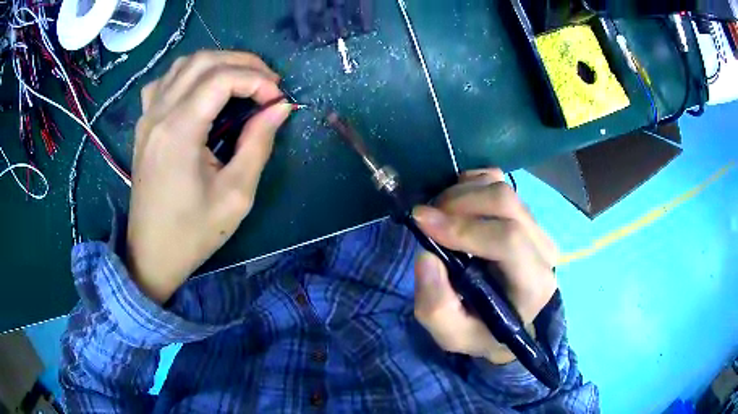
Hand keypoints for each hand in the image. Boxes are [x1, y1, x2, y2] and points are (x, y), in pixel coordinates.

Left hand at [127, 51, 292, 302]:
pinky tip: (201, 91)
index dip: (257, 80)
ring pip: (183, 65)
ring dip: (217, 64)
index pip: (221, 78)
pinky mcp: (144, 125)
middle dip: (243, 63)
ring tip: (242, 82)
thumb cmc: (193, 232)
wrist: (152, 254)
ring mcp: (147, 117)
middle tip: (268, 84)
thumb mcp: (236, 195)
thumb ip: (258, 144)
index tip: (278, 101)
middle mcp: (159, 114)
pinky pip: (165, 82)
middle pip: (203, 61)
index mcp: (179, 131)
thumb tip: (280, 108)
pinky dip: (190, 75)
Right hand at [413, 168, 558, 363]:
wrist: (506, 317)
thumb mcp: (451, 334)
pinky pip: (499, 180)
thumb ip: (436, 307)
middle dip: (458, 203)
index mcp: (533, 284)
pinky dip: (471, 182)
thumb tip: (427, 255)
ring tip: (438, 213)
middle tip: (425, 217)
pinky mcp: (525, 212)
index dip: (463, 226)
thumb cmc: (481, 329)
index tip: (421, 221)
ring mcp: (537, 226)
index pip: (508, 240)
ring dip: (462, 192)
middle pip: (506, 203)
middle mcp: (544, 250)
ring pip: (502, 188)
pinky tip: (456, 203)